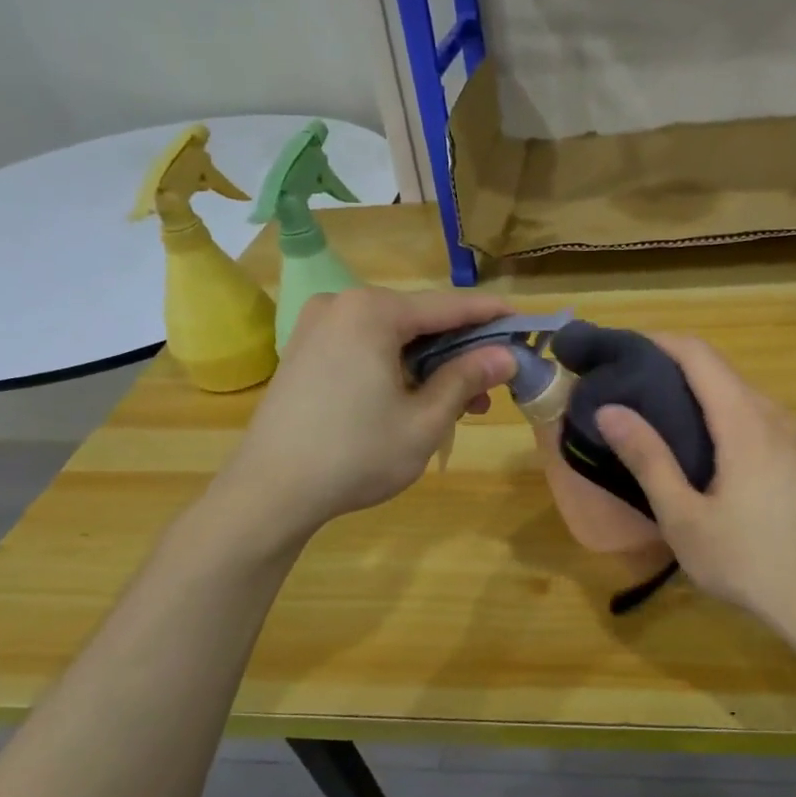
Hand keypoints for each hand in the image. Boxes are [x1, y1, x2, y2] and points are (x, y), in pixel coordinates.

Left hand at [213, 287, 515, 546]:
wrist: (270, 491)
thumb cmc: (355, 454)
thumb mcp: (424, 420)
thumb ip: (466, 379)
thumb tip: (506, 356)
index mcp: (372, 312)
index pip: (448, 306)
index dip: (491, 315)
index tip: (525, 321)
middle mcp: (343, 305)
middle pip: (419, 319)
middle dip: (460, 349)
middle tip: (495, 382)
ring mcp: (318, 327)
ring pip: (393, 336)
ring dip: (431, 364)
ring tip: (462, 403)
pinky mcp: (305, 351)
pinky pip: (366, 347)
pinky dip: (397, 366)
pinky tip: (417, 398)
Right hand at [594, 336, 795, 637]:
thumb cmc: (747, 561)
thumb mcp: (684, 516)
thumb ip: (648, 458)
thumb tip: (609, 409)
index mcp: (744, 421)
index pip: (699, 355)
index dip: (658, 342)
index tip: (620, 349)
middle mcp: (771, 415)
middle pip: (718, 368)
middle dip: (670, 364)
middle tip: (625, 383)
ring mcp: (789, 436)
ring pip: (735, 391)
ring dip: (694, 389)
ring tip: (650, 410)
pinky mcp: (794, 457)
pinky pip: (750, 413)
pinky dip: (715, 411)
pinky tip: (693, 441)